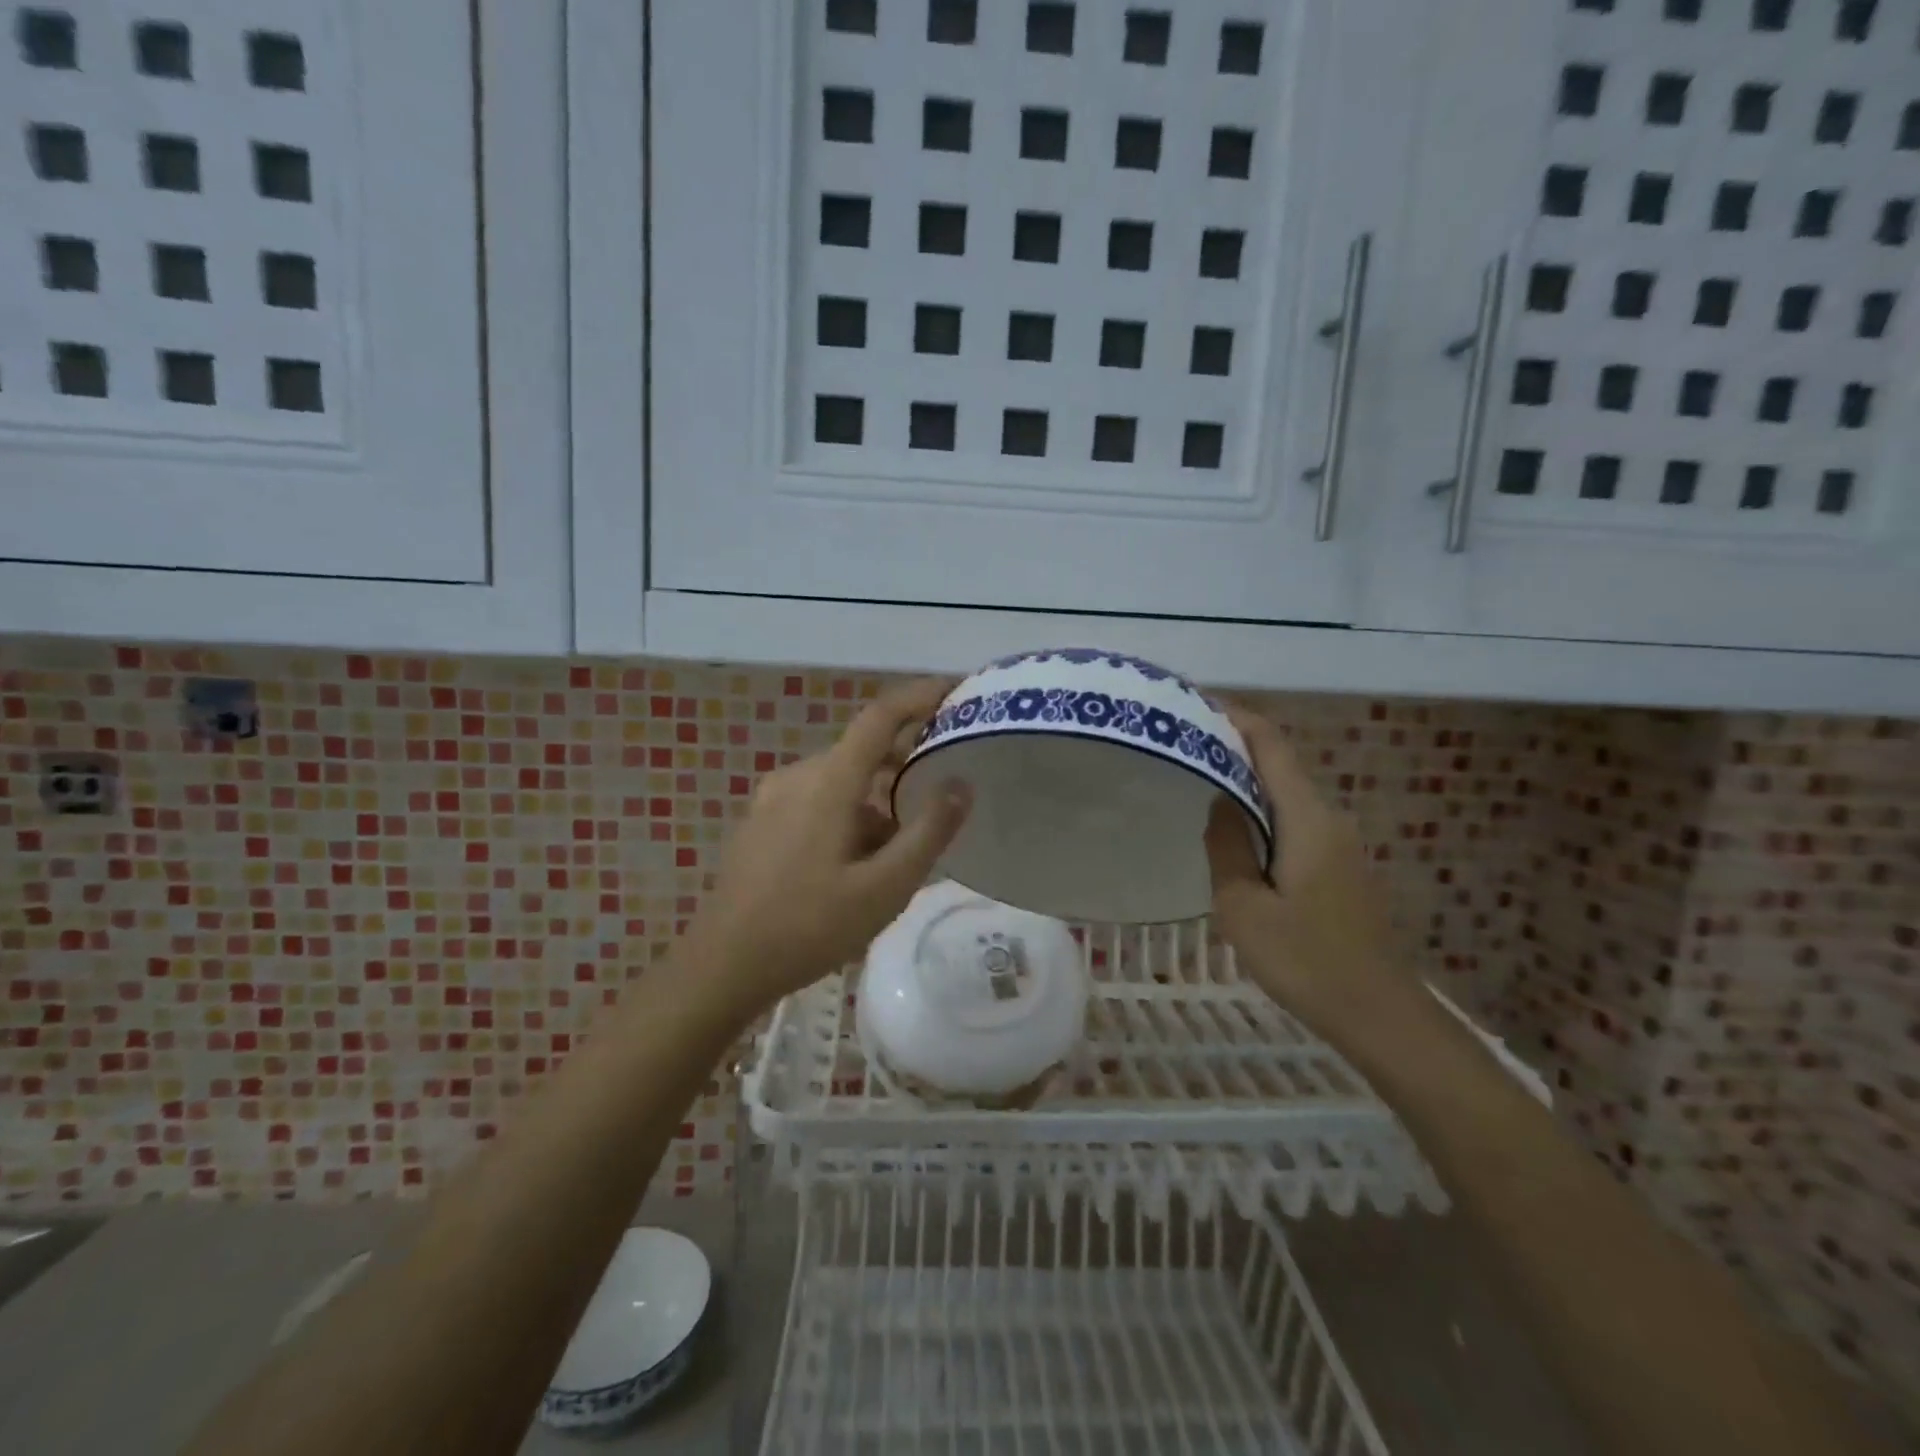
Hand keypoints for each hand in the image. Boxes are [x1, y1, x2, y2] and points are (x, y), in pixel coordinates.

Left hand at [690, 678, 970, 1007]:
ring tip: (907, 843)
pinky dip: (850, 812)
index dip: (920, 696)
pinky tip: (861, 860)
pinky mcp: (761, 822)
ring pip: (841, 780)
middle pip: (862, 750)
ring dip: (878, 797)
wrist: (724, 965)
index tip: (955, 689)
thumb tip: (962, 784)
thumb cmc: (810, 926)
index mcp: (828, 782)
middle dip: (906, 760)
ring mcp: (773, 798)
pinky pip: (817, 799)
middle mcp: (798, 776)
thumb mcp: (885, 887)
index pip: (880, 716)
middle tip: (946, 781)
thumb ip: (929, 832)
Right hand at [1205, 705, 1405, 1026]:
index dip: (1235, 718)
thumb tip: (1219, 802)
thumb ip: (1228, 847)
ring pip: (1285, 794)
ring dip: (1244, 780)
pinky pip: (1293, 821)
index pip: (1271, 745)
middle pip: (1279, 763)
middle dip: (1232, 745)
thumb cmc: (1306, 960)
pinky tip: (1232, 831)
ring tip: (1196, 779)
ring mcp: (1338, 844)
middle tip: (1181, 744)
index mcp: (1307, 818)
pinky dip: (1259, 811)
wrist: (1380, 1014)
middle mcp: (1328, 818)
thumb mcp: (1244, 907)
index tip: (1194, 703)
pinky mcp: (1338, 868)